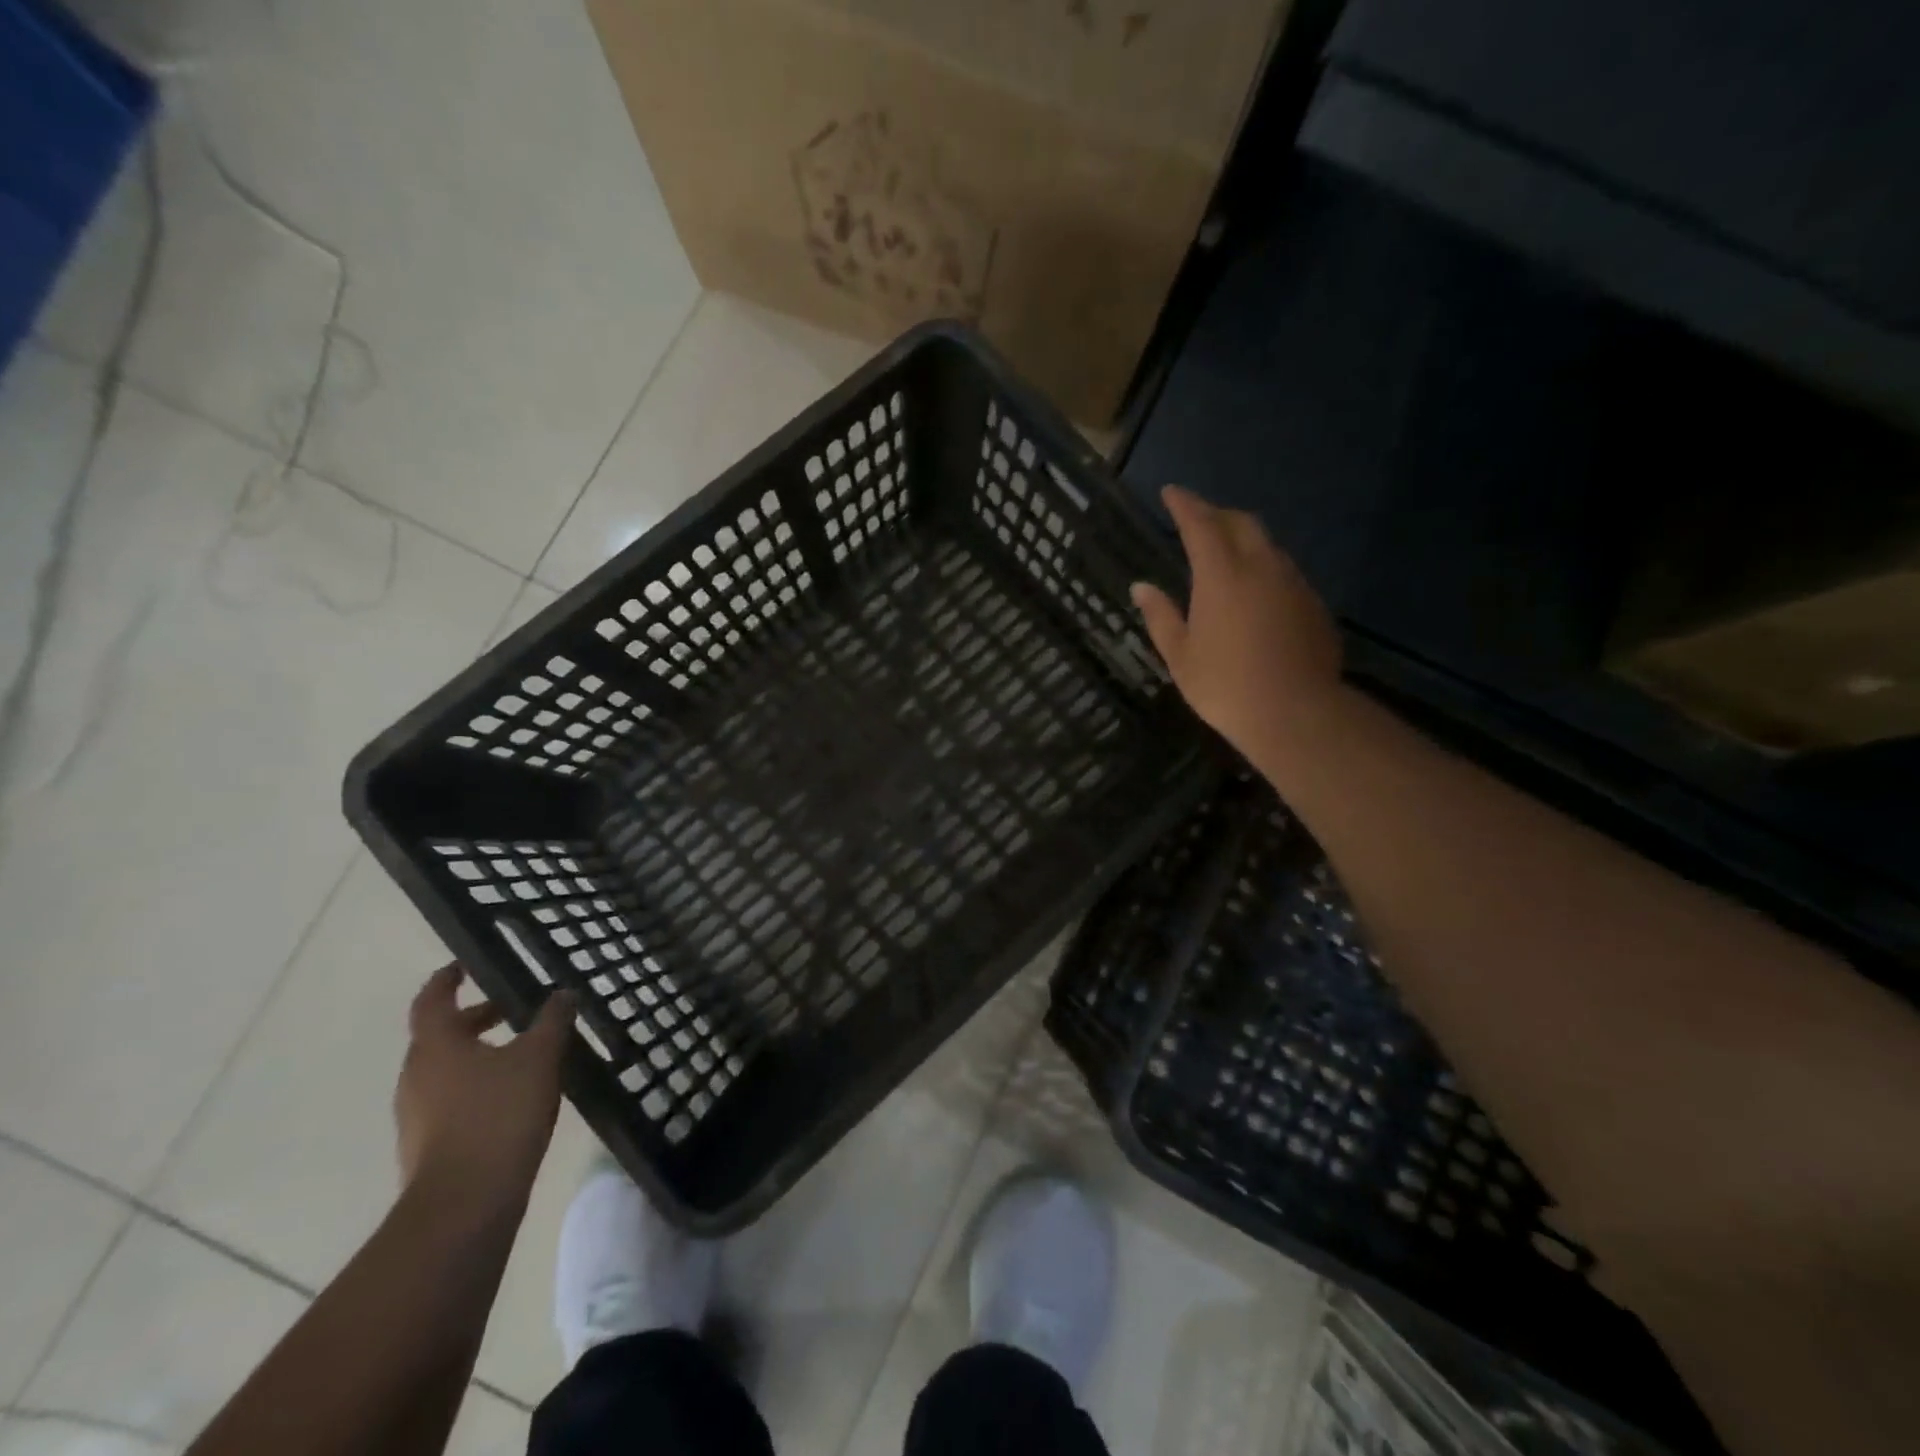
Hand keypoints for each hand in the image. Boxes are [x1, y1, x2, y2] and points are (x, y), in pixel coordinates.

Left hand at [395, 963, 572, 1206]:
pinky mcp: (428, 1145)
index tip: (464, 965)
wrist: (465, 1203)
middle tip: (512, 1009)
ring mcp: (417, 1114)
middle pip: (440, 1036)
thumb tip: (563, 993)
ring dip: (478, 1054)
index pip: (431, 1001)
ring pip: (446, 1069)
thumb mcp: (538, 1057)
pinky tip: (514, 1096)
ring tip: (522, 1053)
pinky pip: (451, 1100)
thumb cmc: (499, 1114)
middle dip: (474, 1019)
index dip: (446, 980)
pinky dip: (477, 1086)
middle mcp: (416, 1076)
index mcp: (435, 1046)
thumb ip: (552, 1021)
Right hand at [1132, 485, 1344, 770]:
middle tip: (1197, 519)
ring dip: (1244, 538)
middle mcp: (1261, 567)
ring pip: (1267, 545)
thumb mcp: (1180, 655)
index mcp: (1221, 575)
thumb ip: (1160, 616)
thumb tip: (1141, 587)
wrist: (1296, 712)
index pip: (1200, 524)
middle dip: (1216, 514)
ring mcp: (1293, 583)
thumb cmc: (1224, 686)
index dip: (1184, 504)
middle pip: (1241, 522)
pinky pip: (1285, 571)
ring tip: (1226, 551)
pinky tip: (1255, 591)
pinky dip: (1264, 566)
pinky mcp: (1314, 604)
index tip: (1171, 492)